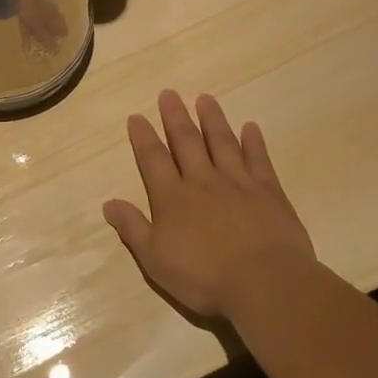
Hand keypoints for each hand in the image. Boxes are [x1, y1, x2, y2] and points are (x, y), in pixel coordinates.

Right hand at [103, 91, 315, 317]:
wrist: (265, 284)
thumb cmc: (204, 276)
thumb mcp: (155, 259)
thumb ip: (133, 228)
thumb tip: (108, 204)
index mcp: (172, 197)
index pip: (153, 159)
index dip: (143, 137)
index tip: (137, 116)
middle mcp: (202, 181)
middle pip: (186, 141)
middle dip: (175, 117)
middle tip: (169, 93)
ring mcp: (237, 183)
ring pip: (222, 143)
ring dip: (212, 119)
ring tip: (205, 98)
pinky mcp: (268, 192)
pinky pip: (259, 160)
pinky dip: (254, 142)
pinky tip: (251, 127)